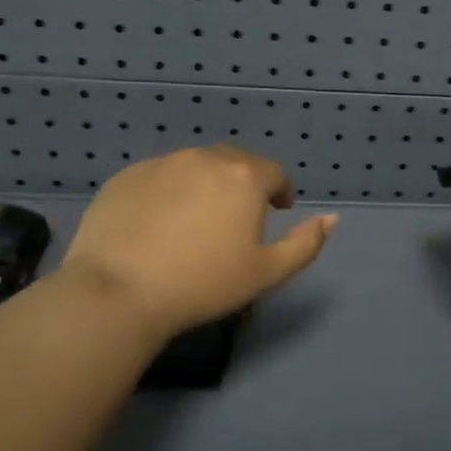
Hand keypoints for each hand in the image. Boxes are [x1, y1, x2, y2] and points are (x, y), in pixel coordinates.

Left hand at [57, 146, 335, 339]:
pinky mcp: (126, 176)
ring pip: (196, 165)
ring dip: (207, 183)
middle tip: (238, 217)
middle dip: (244, 183)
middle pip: (235, 162)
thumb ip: (306, 243)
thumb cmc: (203, 284)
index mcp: (244, 176)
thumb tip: (332, 218)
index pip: (274, 172)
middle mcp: (204, 158)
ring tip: (198, 218)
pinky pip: (160, 176)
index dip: (280, 191)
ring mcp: (161, 163)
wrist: (119, 291)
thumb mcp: (267, 273)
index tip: (276, 212)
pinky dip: (170, 190)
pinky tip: (160, 223)